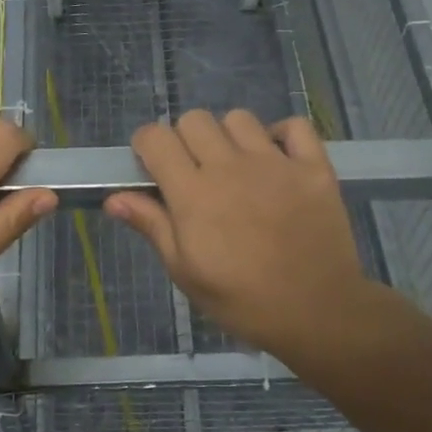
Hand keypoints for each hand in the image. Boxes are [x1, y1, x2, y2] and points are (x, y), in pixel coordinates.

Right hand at [105, 110, 389, 361]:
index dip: (146, 146)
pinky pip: (294, 126)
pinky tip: (277, 161)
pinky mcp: (314, 167)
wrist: (318, 313)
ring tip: (235, 167)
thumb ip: (152, 226)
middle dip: (184, 140)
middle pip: (194, 120)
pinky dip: (281, 136)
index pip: (156, 138)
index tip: (151, 167)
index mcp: (193, 194)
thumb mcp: (186, 272)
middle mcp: (230, 167)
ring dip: (228, 137)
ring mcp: (275, 163)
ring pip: (239, 119)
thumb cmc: (242, 300)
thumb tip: (113, 198)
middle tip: (193, 173)